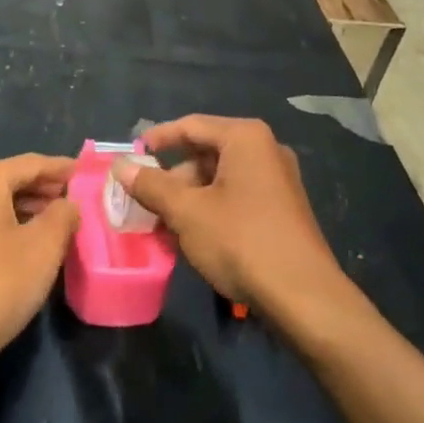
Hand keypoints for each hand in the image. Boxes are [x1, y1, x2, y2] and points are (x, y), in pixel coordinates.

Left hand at [0, 154, 79, 367]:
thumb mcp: (45, 245)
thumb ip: (63, 214)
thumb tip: (68, 204)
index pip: (32, 163)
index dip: (63, 168)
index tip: (88, 173)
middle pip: (13, 180)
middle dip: (46, 188)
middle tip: (79, 199)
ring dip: (31, 209)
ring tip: (61, 223)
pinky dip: (12, 226)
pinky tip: (32, 247)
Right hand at [115, 115, 346, 310]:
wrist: (303, 296)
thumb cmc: (241, 240)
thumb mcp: (187, 212)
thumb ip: (151, 185)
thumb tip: (120, 166)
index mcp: (245, 138)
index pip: (191, 126)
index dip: (157, 139)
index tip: (130, 156)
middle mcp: (265, 149)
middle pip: (206, 152)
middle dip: (172, 177)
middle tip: (142, 200)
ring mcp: (277, 180)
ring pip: (220, 178)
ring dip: (188, 198)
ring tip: (161, 225)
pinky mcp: (282, 208)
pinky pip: (236, 196)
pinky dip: (210, 209)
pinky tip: (190, 237)